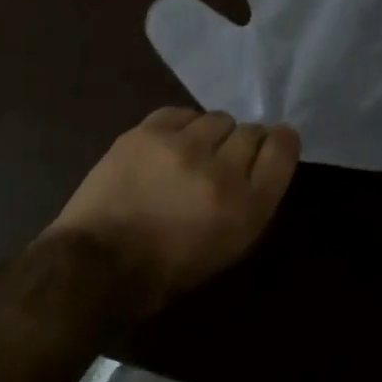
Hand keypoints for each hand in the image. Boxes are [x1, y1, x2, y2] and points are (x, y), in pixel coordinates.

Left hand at [43, 108, 299, 314]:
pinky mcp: (148, 131)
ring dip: (210, 134)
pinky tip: (169, 145)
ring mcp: (182, 146)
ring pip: (216, 118)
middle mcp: (221, 170)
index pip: (282, 150)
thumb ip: (250, 199)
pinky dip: (180, 126)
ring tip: (191, 153)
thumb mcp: (228, 246)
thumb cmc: (168, 268)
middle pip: (251, 131)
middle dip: (242, 143)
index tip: (274, 142)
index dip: (280, 142)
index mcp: (246, 207)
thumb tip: (256, 161)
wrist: (99, 262)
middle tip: (223, 159)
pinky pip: (181, 113)